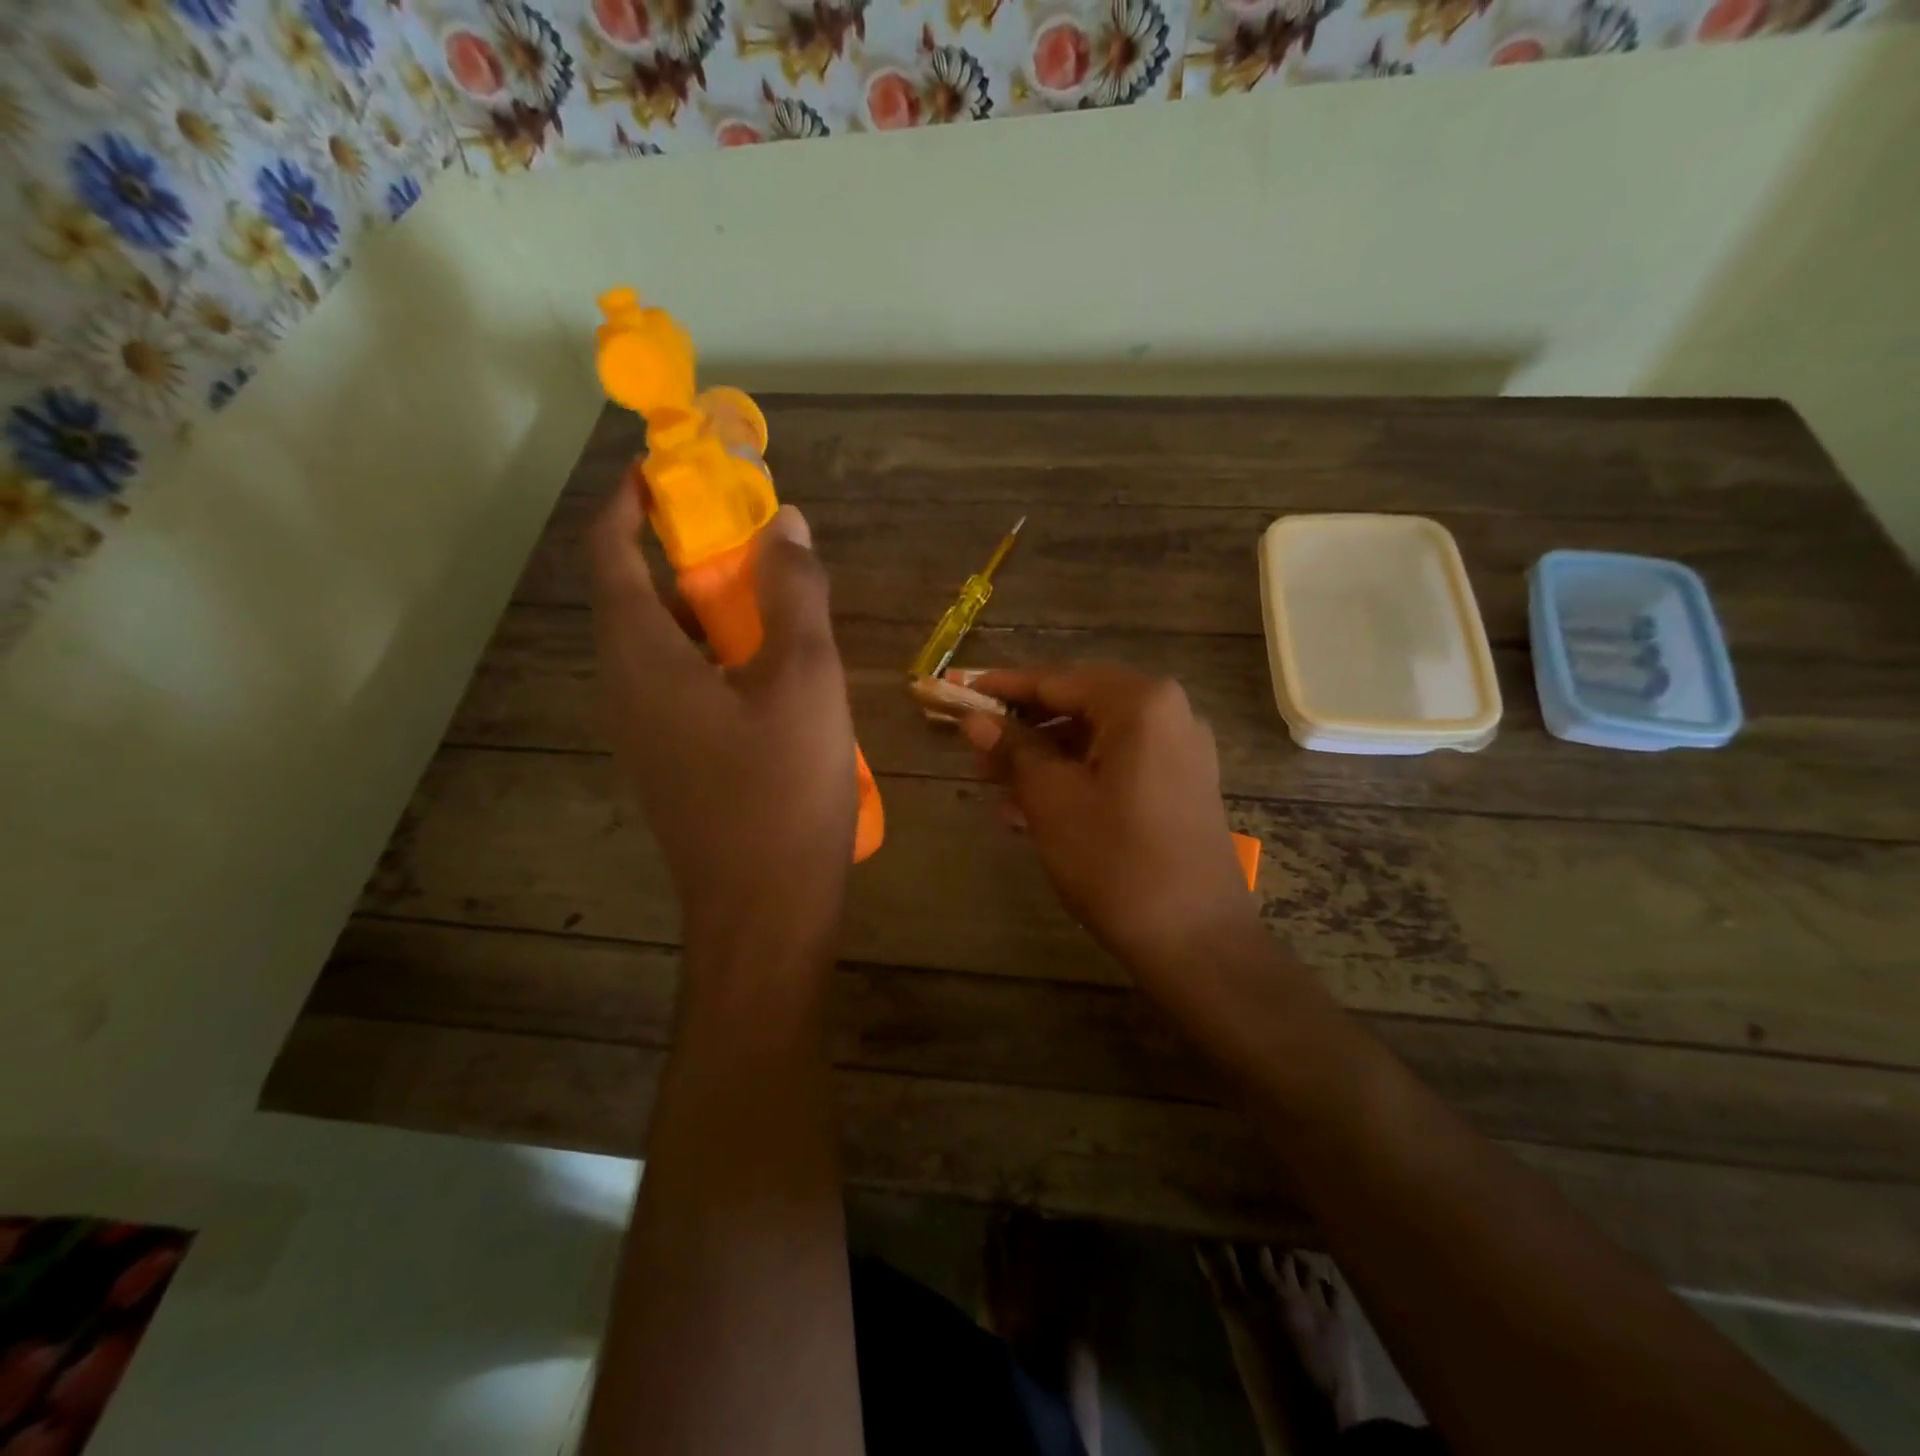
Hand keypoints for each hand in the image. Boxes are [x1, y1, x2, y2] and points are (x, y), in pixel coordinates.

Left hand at [589, 484, 857, 952]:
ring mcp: (645, 733)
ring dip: (709, 609)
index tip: (671, 467)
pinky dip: (718, 657)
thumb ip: (795, 594)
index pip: (611, 552)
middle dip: (687, 553)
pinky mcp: (672, 764)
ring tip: (774, 599)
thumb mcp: (805, 679)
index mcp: (642, 657)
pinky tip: (776, 673)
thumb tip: (787, 523)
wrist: (766, 911)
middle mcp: (625, 689)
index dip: (632, 500)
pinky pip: (683, 686)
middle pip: (638, 596)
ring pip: (666, 646)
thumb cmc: (783, 789)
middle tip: (752, 536)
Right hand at [961, 665, 1259, 976]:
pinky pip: (1117, 765)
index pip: (1056, 680)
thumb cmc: (1116, 861)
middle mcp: (1169, 713)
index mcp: (1140, 702)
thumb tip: (975, 719)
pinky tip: (1033, 806)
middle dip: (1024, 726)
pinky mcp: (1181, 785)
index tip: (960, 692)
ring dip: (1045, 756)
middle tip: (976, 747)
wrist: (1196, 941)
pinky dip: (1076, 776)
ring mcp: (1180, 750)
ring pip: (1096, 738)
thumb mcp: (1052, 800)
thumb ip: (1013, 749)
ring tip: (995, 783)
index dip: (1003, 687)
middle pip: (1079, 705)